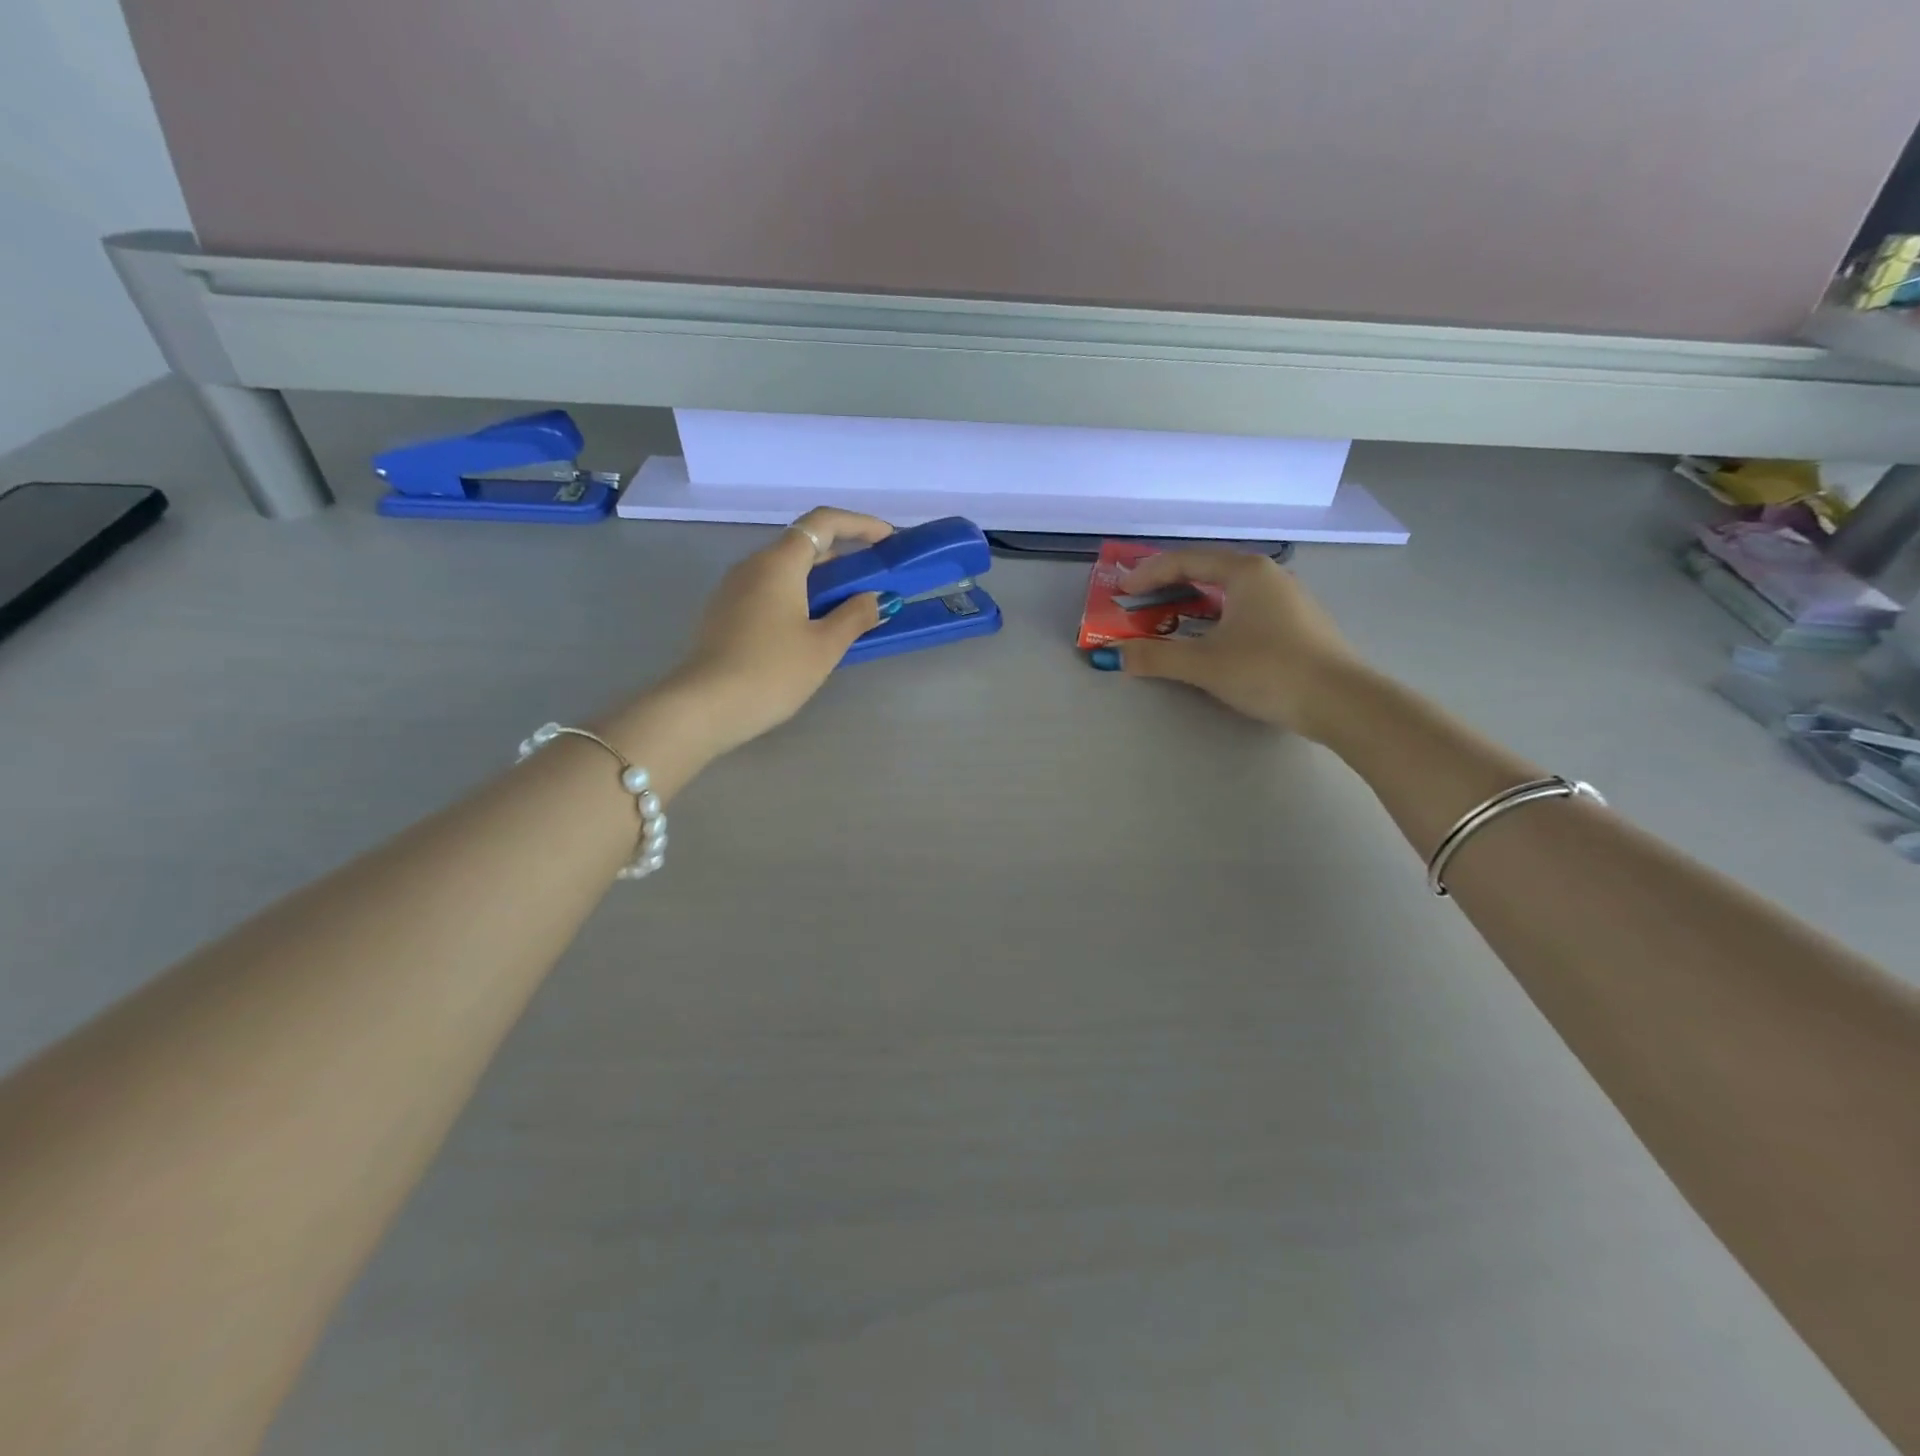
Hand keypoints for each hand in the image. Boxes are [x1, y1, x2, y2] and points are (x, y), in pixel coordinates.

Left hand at [664, 507, 897, 752]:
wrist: (704, 707)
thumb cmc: (771, 671)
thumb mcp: (823, 646)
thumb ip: (855, 616)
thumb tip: (878, 598)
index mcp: (778, 563)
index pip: (823, 522)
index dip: (860, 524)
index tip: (888, 540)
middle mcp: (753, 566)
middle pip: (804, 545)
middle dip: (845, 556)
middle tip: (876, 580)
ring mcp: (734, 590)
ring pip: (787, 571)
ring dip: (822, 581)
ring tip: (852, 608)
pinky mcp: (726, 614)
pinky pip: (771, 592)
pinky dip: (800, 597)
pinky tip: (815, 628)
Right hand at [1110, 548, 1360, 737]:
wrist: (1341, 702)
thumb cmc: (1268, 670)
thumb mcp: (1203, 664)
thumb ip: (1155, 657)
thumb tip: (1115, 656)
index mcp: (1245, 571)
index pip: (1185, 560)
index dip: (1147, 575)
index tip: (1120, 593)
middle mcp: (1267, 575)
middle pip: (1206, 571)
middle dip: (1167, 588)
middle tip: (1138, 605)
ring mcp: (1286, 599)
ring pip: (1226, 593)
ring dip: (1191, 604)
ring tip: (1166, 622)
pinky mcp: (1295, 624)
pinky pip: (1243, 610)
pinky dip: (1214, 618)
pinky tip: (1207, 640)